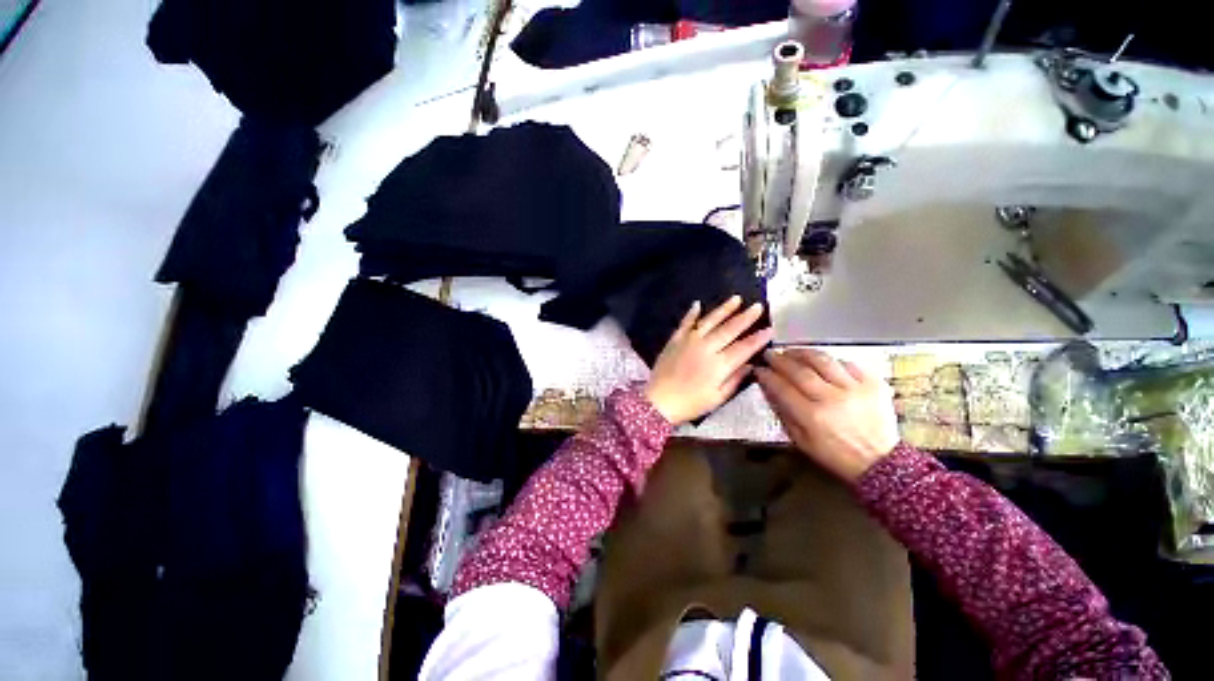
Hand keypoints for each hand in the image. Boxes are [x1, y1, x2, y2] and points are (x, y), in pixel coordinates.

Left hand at [644, 296, 773, 425]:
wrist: (659, 401)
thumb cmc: (691, 403)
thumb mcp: (717, 398)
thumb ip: (735, 380)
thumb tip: (751, 365)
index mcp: (719, 365)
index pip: (744, 348)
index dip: (758, 338)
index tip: (770, 329)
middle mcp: (706, 348)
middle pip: (729, 329)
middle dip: (746, 317)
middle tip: (758, 306)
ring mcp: (689, 341)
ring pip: (709, 321)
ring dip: (724, 309)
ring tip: (736, 298)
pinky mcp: (675, 339)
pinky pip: (685, 322)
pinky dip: (692, 313)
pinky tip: (698, 304)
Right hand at [755, 349, 899, 482]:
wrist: (881, 462)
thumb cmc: (835, 454)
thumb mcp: (801, 441)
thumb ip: (784, 413)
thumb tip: (770, 389)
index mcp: (812, 416)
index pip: (782, 388)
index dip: (767, 376)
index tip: (759, 369)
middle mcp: (832, 398)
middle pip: (800, 370)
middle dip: (780, 360)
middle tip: (770, 354)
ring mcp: (855, 388)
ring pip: (823, 360)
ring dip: (802, 353)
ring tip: (791, 351)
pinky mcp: (874, 383)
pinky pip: (848, 363)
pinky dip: (831, 360)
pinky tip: (822, 362)